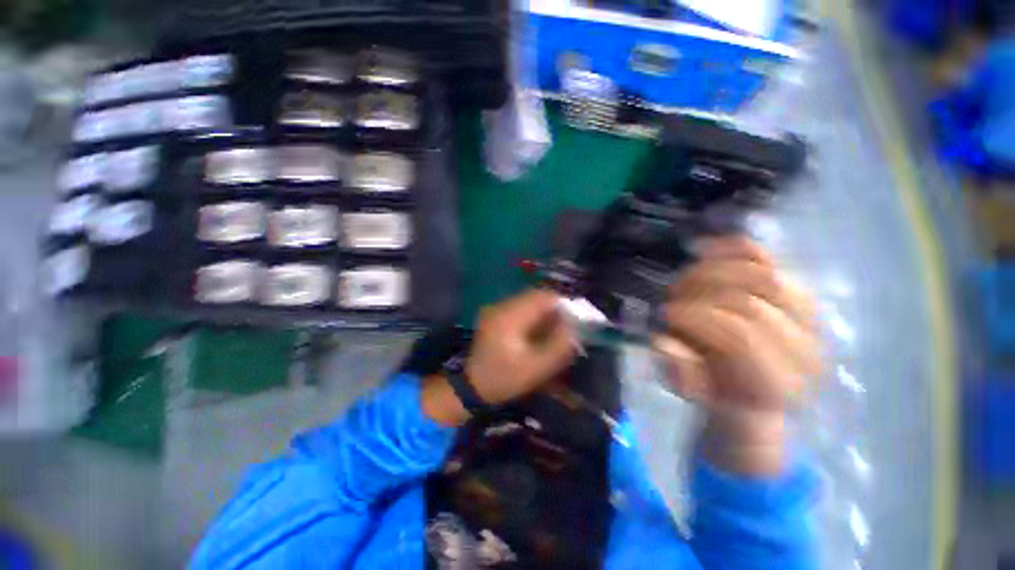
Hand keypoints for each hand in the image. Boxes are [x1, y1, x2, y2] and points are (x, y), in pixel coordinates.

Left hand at [466, 289, 575, 404]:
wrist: (471, 386)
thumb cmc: (503, 378)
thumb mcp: (535, 368)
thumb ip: (558, 347)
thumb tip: (574, 328)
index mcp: (510, 316)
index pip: (543, 297)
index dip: (563, 305)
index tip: (575, 319)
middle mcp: (502, 305)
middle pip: (536, 296)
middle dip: (555, 309)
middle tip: (567, 325)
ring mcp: (497, 308)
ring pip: (529, 300)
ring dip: (545, 311)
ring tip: (555, 329)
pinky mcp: (496, 314)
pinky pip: (521, 307)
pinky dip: (534, 315)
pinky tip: (538, 330)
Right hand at [656, 237, 819, 474]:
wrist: (752, 386)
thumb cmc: (717, 388)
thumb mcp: (692, 389)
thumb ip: (677, 372)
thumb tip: (665, 343)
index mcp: (778, 384)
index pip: (741, 337)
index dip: (697, 318)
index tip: (665, 314)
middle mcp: (805, 350)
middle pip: (750, 303)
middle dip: (700, 295)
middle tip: (671, 297)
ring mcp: (810, 318)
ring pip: (764, 276)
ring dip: (713, 272)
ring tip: (684, 281)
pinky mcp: (801, 291)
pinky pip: (771, 259)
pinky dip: (735, 248)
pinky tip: (705, 249)